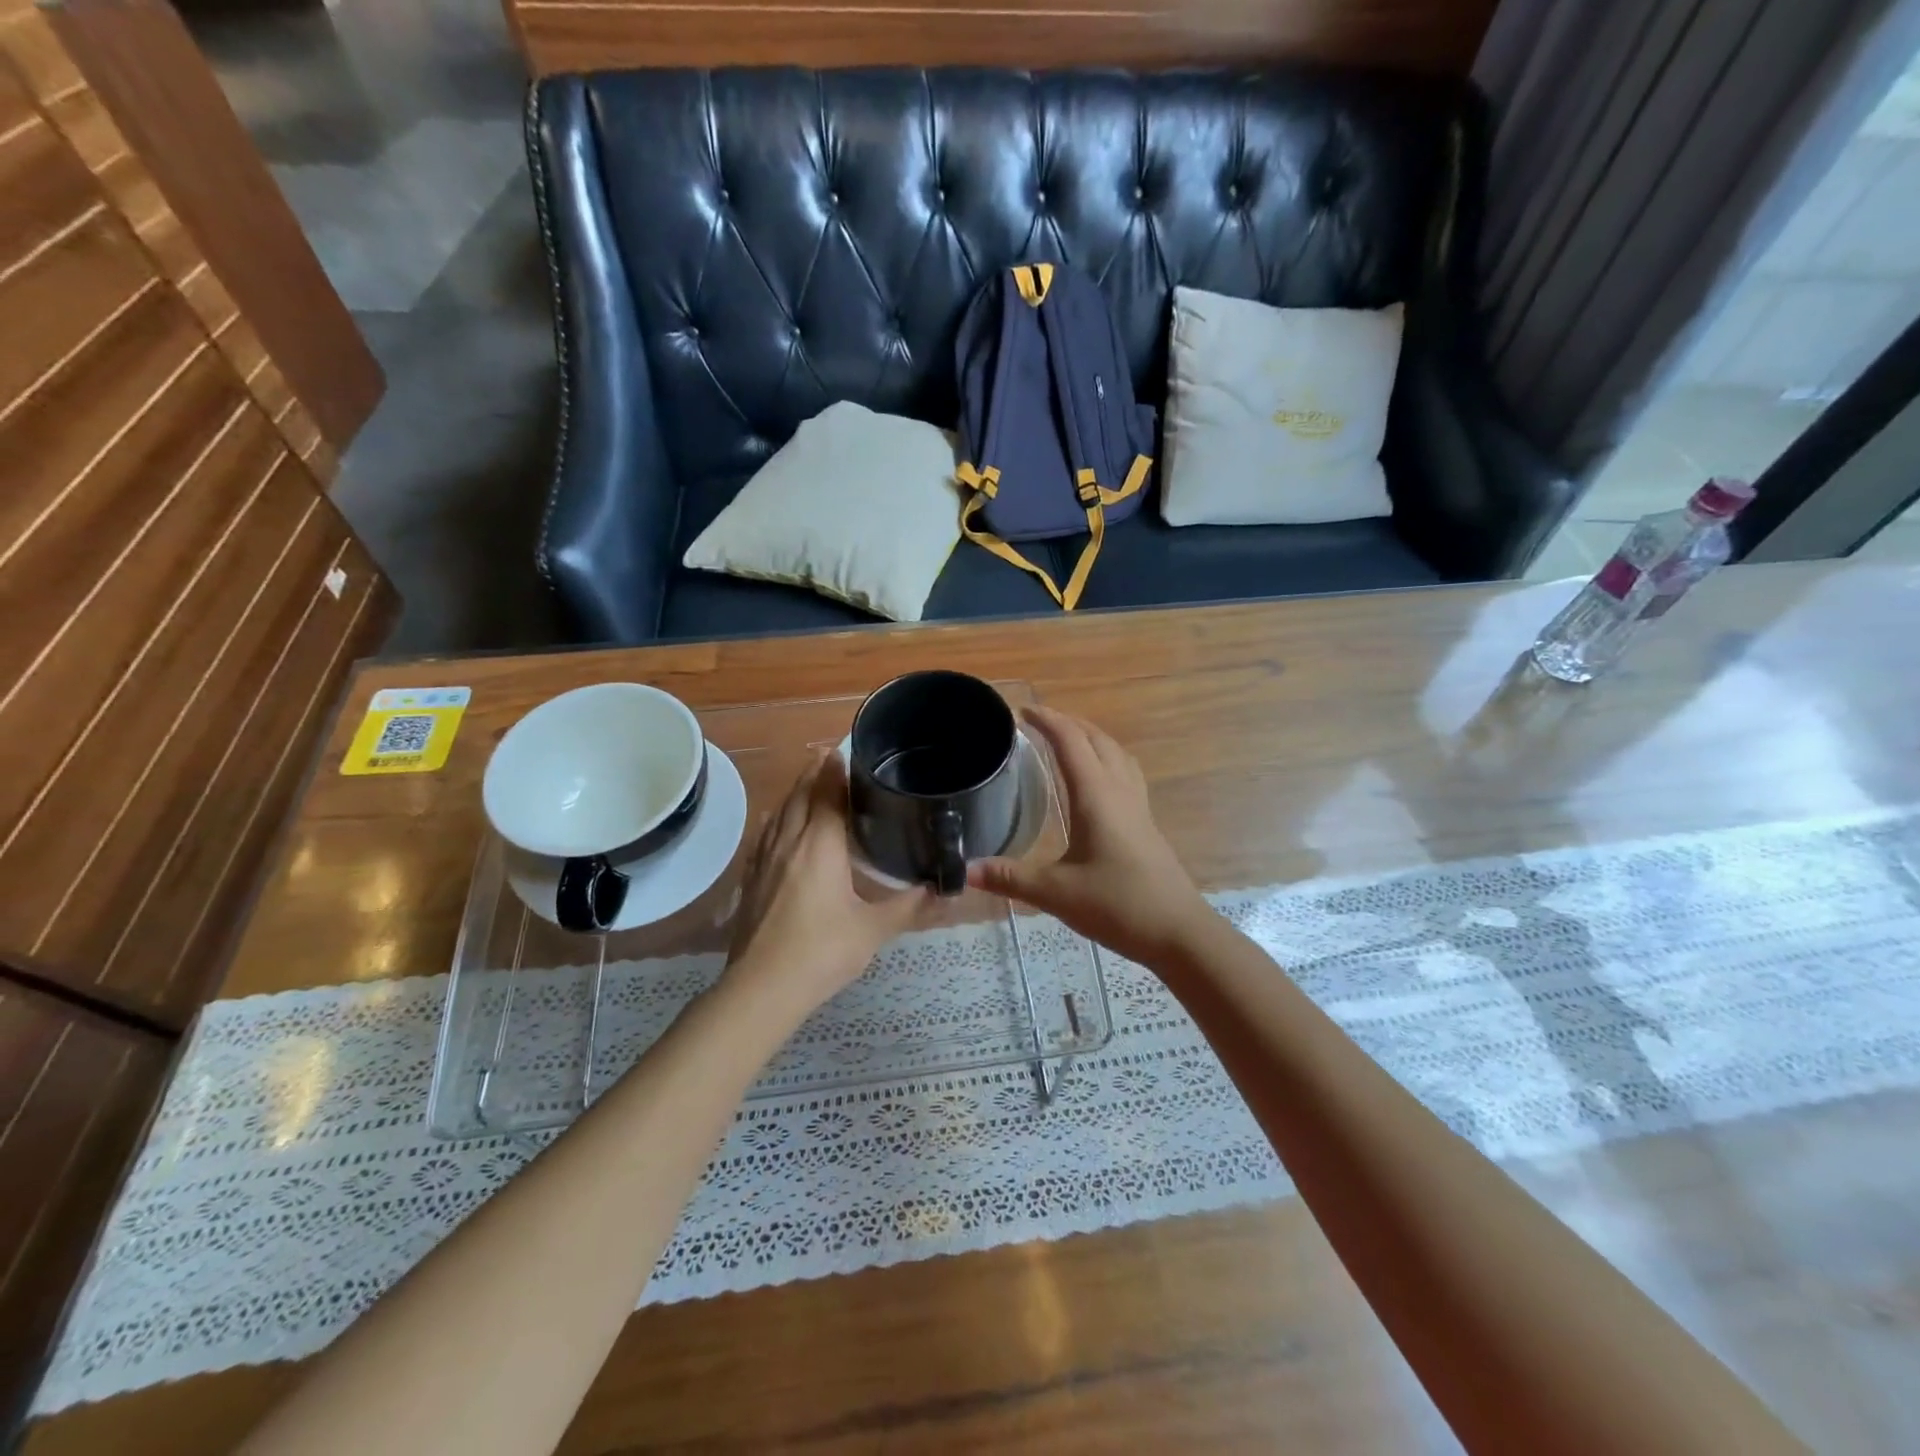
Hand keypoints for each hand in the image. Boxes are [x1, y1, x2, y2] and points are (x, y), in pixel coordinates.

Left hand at [723, 751, 934, 1024]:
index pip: (827, 793)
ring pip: (780, 812)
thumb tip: (946, 889)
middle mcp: (789, 842)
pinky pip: (766, 834)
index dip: (836, 769)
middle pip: (800, 795)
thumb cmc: (821, 953)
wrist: (761, 989)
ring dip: (795, 791)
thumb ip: (910, 906)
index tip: (845, 749)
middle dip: (814, 772)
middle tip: (830, 756)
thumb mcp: (873, 930)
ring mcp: (765, 860)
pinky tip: (781, 825)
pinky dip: (779, 819)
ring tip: (810, 780)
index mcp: (820, 845)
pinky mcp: (752, 879)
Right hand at [968, 706, 1212, 965]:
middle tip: (1038, 722)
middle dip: (1068, 723)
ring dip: (1090, 738)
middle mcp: (1119, 791)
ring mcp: (1138, 806)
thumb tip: (964, 870)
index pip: (1070, 742)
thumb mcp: (1055, 893)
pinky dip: (1106, 760)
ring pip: (1116, 754)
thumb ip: (1009, 877)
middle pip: (1096, 739)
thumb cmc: (1117, 905)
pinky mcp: (1145, 823)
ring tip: (1066, 741)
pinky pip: (1125, 773)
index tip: (1021, 711)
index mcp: (1096, 796)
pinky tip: (1096, 782)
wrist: (1178, 932)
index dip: (1046, 721)